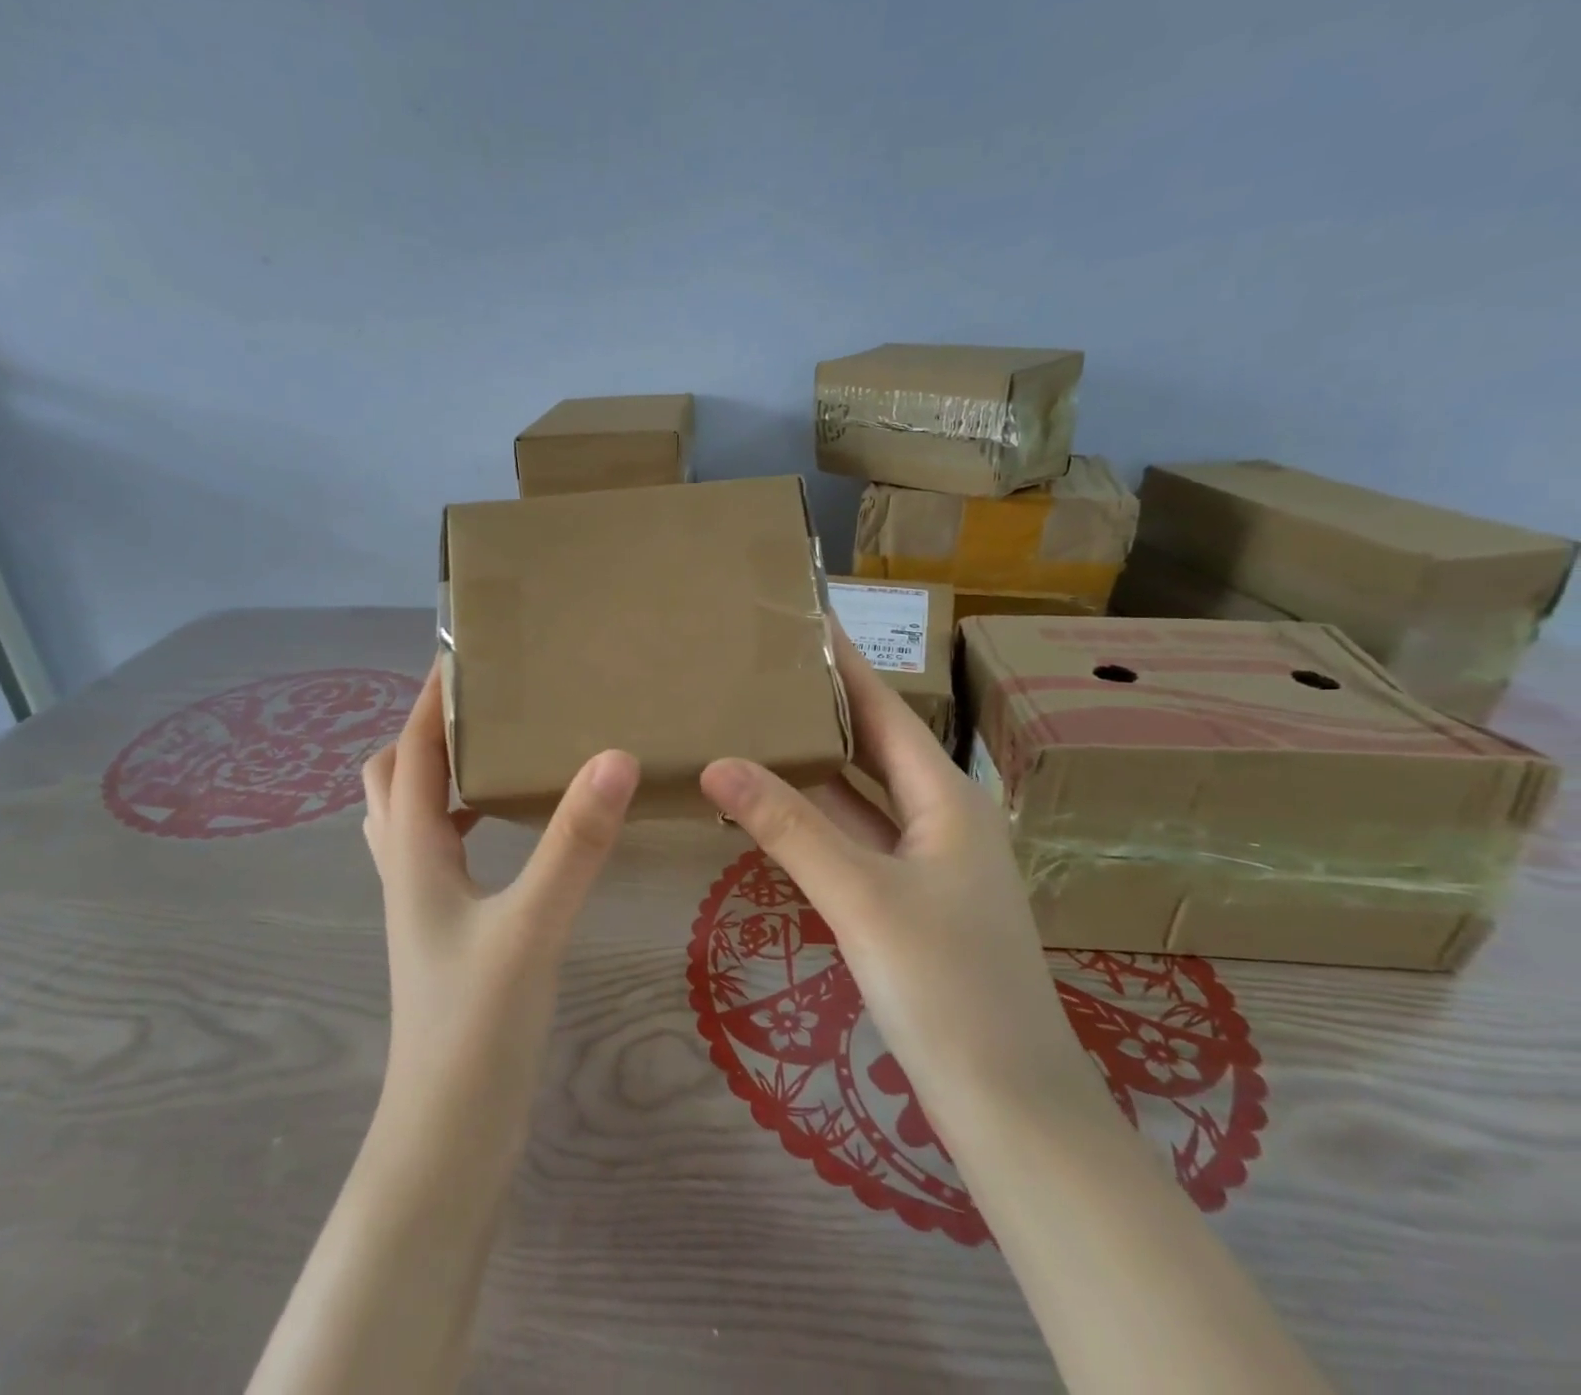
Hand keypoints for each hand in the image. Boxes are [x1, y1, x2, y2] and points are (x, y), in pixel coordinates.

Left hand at [361, 664, 639, 1162]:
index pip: (411, 753)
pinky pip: (438, 849)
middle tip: (482, 703)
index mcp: (414, 852)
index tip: (463, 654)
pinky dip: (459, 817)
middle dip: (425, 730)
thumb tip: (614, 757)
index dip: (430, 701)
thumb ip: (574, 843)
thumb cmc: (477, 1028)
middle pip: (392, 778)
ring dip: (438, 773)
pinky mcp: (443, 929)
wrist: (448, 1135)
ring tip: (494, 750)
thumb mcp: (531, 926)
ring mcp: (421, 902)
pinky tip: (505, 826)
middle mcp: (406, 868)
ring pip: (410, 815)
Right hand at [700, 628, 1097, 1135]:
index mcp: (947, 798)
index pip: (885, 710)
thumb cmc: (946, 986)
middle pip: (872, 747)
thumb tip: (717, 763)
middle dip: (821, 709)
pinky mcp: (907, 903)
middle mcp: (940, 819)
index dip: (846, 664)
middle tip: (758, 672)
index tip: (805, 620)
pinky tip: (770, 811)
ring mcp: (925, 864)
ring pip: (858, 799)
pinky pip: (852, 842)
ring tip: (752, 726)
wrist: (1009, 1106)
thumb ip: (788, 827)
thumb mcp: (861, 896)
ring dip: (811, 768)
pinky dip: (813, 822)